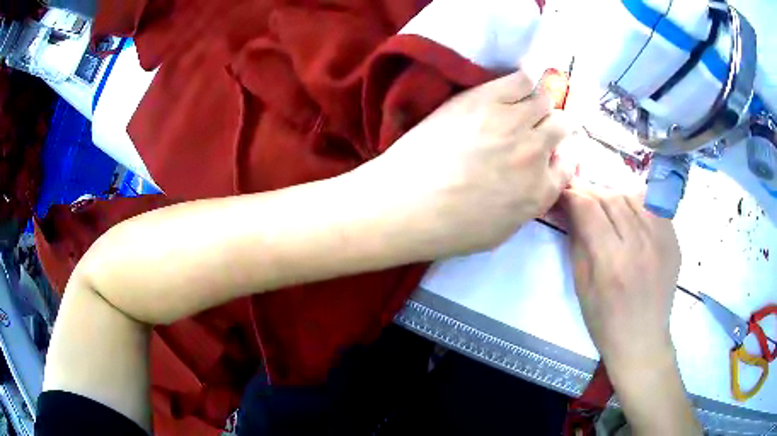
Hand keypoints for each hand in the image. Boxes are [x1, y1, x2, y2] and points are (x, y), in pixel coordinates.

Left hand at [352, 71, 576, 258]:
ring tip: (523, 104)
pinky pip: (521, 79)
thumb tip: (536, 181)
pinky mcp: (486, 99)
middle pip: (561, 126)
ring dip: (540, 101)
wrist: (407, 203)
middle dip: (554, 126)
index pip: (568, 165)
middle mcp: (536, 152)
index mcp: (540, 191)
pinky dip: (524, 80)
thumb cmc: (449, 229)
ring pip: (544, 99)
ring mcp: (513, 122)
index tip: (549, 153)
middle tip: (538, 125)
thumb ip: (527, 205)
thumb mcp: (501, 232)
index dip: (559, 157)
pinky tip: (513, 86)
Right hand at [560, 185, 680, 372]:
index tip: (562, 194)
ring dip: (613, 195)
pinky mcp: (673, 239)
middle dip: (589, 192)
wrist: (642, 339)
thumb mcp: (582, 286)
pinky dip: (636, 203)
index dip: (572, 195)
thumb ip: (577, 242)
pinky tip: (628, 213)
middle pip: (611, 198)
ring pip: (633, 196)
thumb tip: (569, 209)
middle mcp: (640, 244)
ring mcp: (661, 239)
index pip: (589, 209)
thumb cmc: (605, 322)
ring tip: (604, 204)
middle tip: (578, 196)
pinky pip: (653, 206)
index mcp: (612, 262)